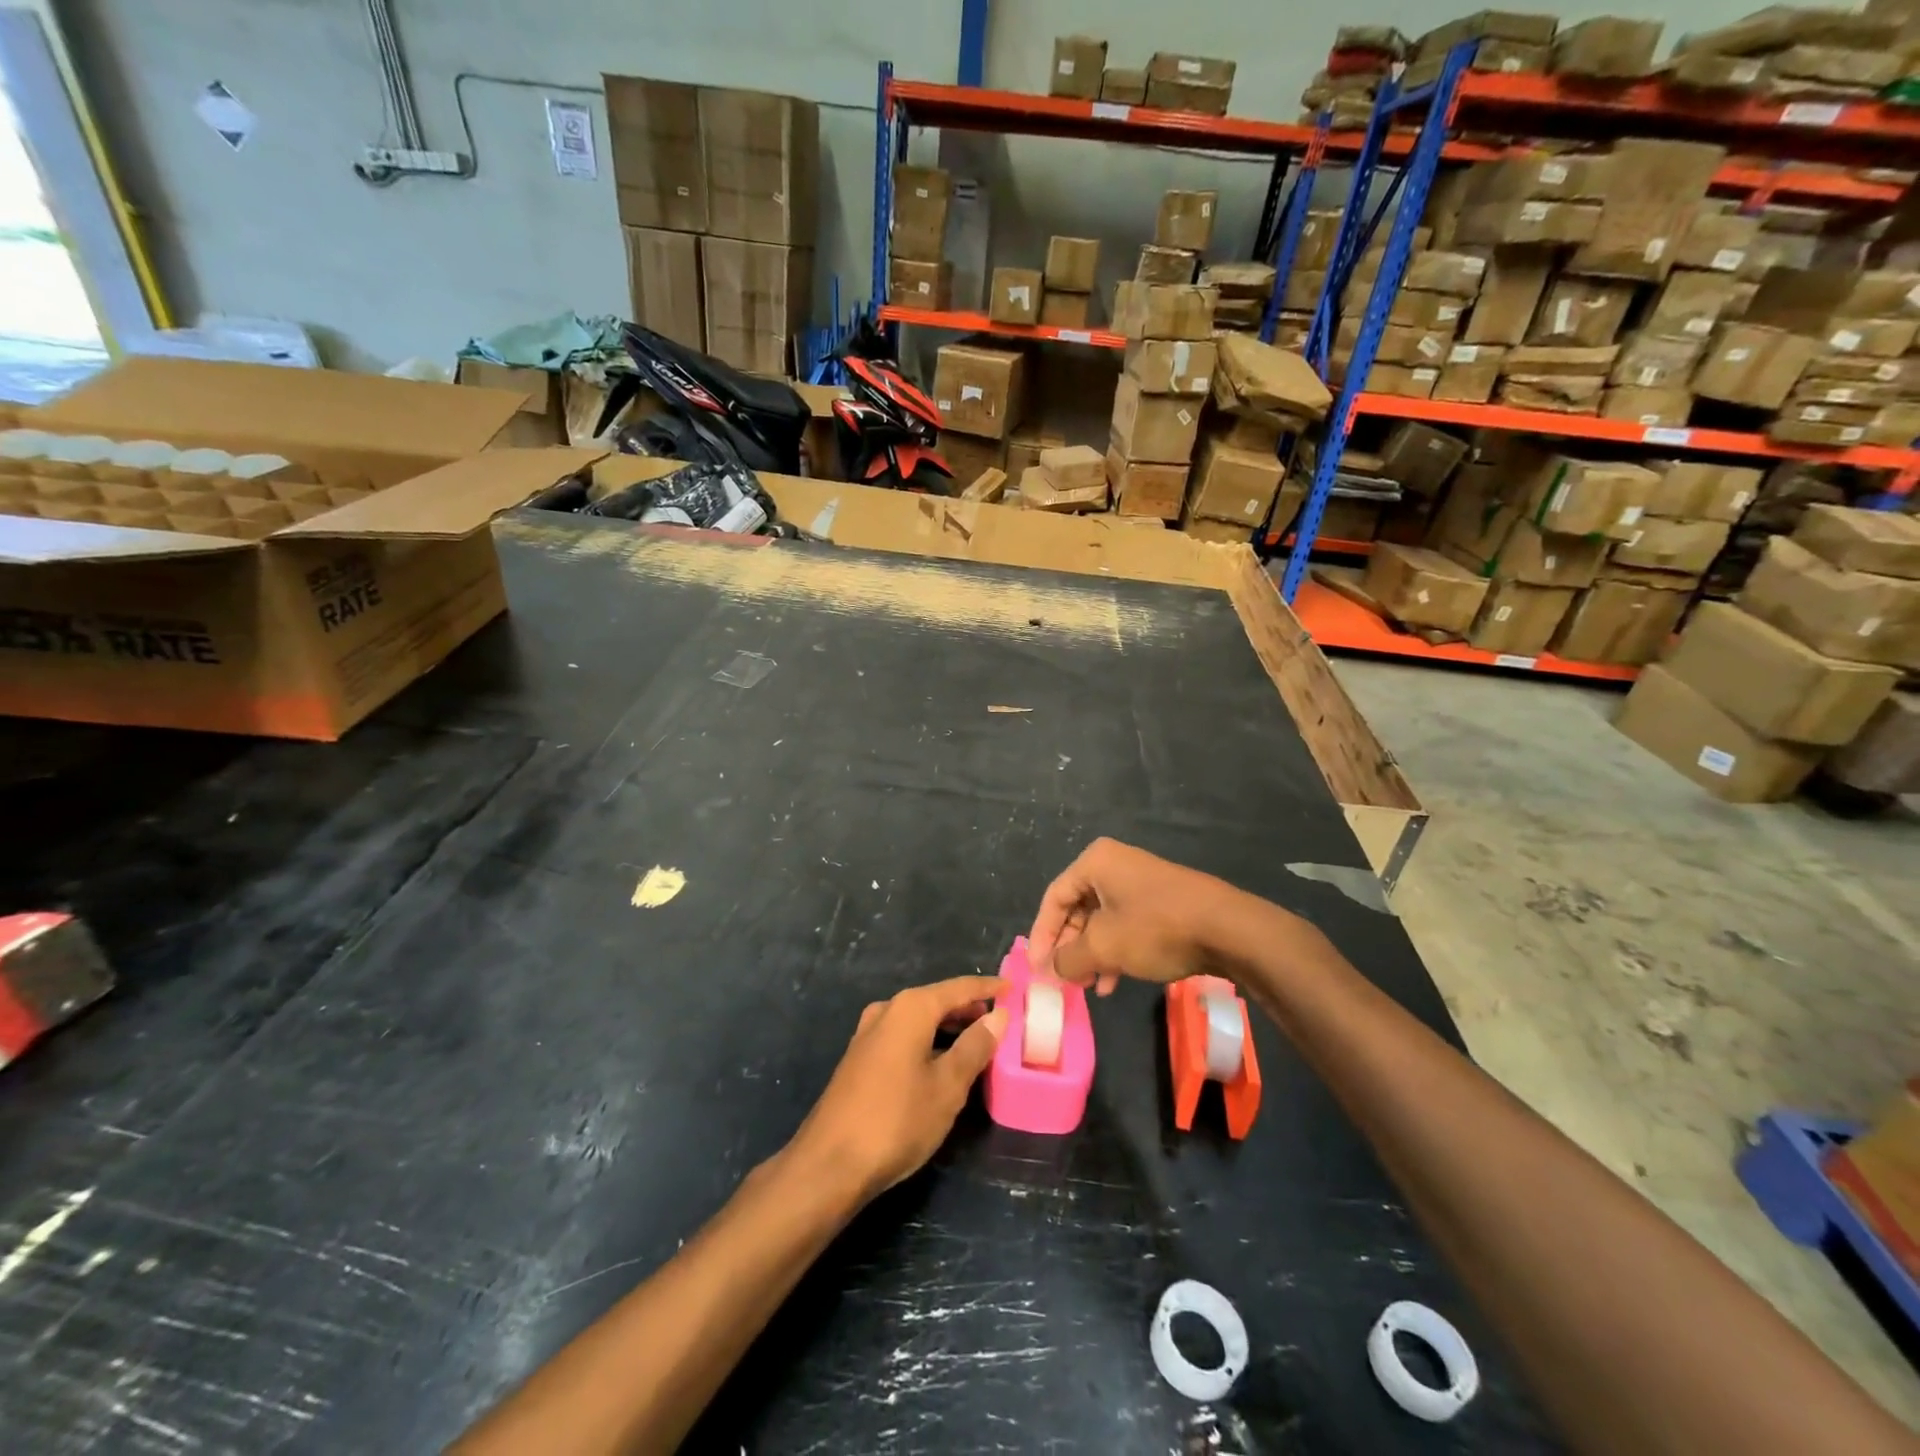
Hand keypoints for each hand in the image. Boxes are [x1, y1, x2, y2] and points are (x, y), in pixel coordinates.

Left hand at [789, 976, 1006, 1202]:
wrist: (830, 1163)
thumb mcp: (948, 1086)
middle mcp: (887, 1010)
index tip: (1013, 989)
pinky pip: (903, 1036)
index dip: (988, 989)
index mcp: (911, 1008)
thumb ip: (975, 1046)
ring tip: (976, 1042)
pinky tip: (940, 1063)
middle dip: (968, 1009)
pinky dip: (927, 1040)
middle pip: (936, 1000)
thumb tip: (998, 1016)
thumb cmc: (897, 1119)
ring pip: (918, 1019)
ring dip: (947, 1027)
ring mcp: (868, 1034)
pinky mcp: (860, 1058)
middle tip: (999, 1021)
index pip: (959, 988)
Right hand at [1028, 838, 1248, 991]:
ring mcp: (1140, 882)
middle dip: (1070, 948)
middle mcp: (1115, 864)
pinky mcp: (1161, 901)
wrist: (1228, 928)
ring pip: (1102, 920)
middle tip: (1064, 980)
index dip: (1042, 936)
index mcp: (1096, 862)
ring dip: (1092, 954)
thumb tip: (1051, 968)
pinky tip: (1113, 982)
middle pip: (1077, 909)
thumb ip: (1069, 958)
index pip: (1054, 898)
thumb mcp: (1105, 946)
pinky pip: (1125, 924)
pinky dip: (1115, 951)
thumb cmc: (1156, 928)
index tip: (1038, 968)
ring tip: (1089, 987)